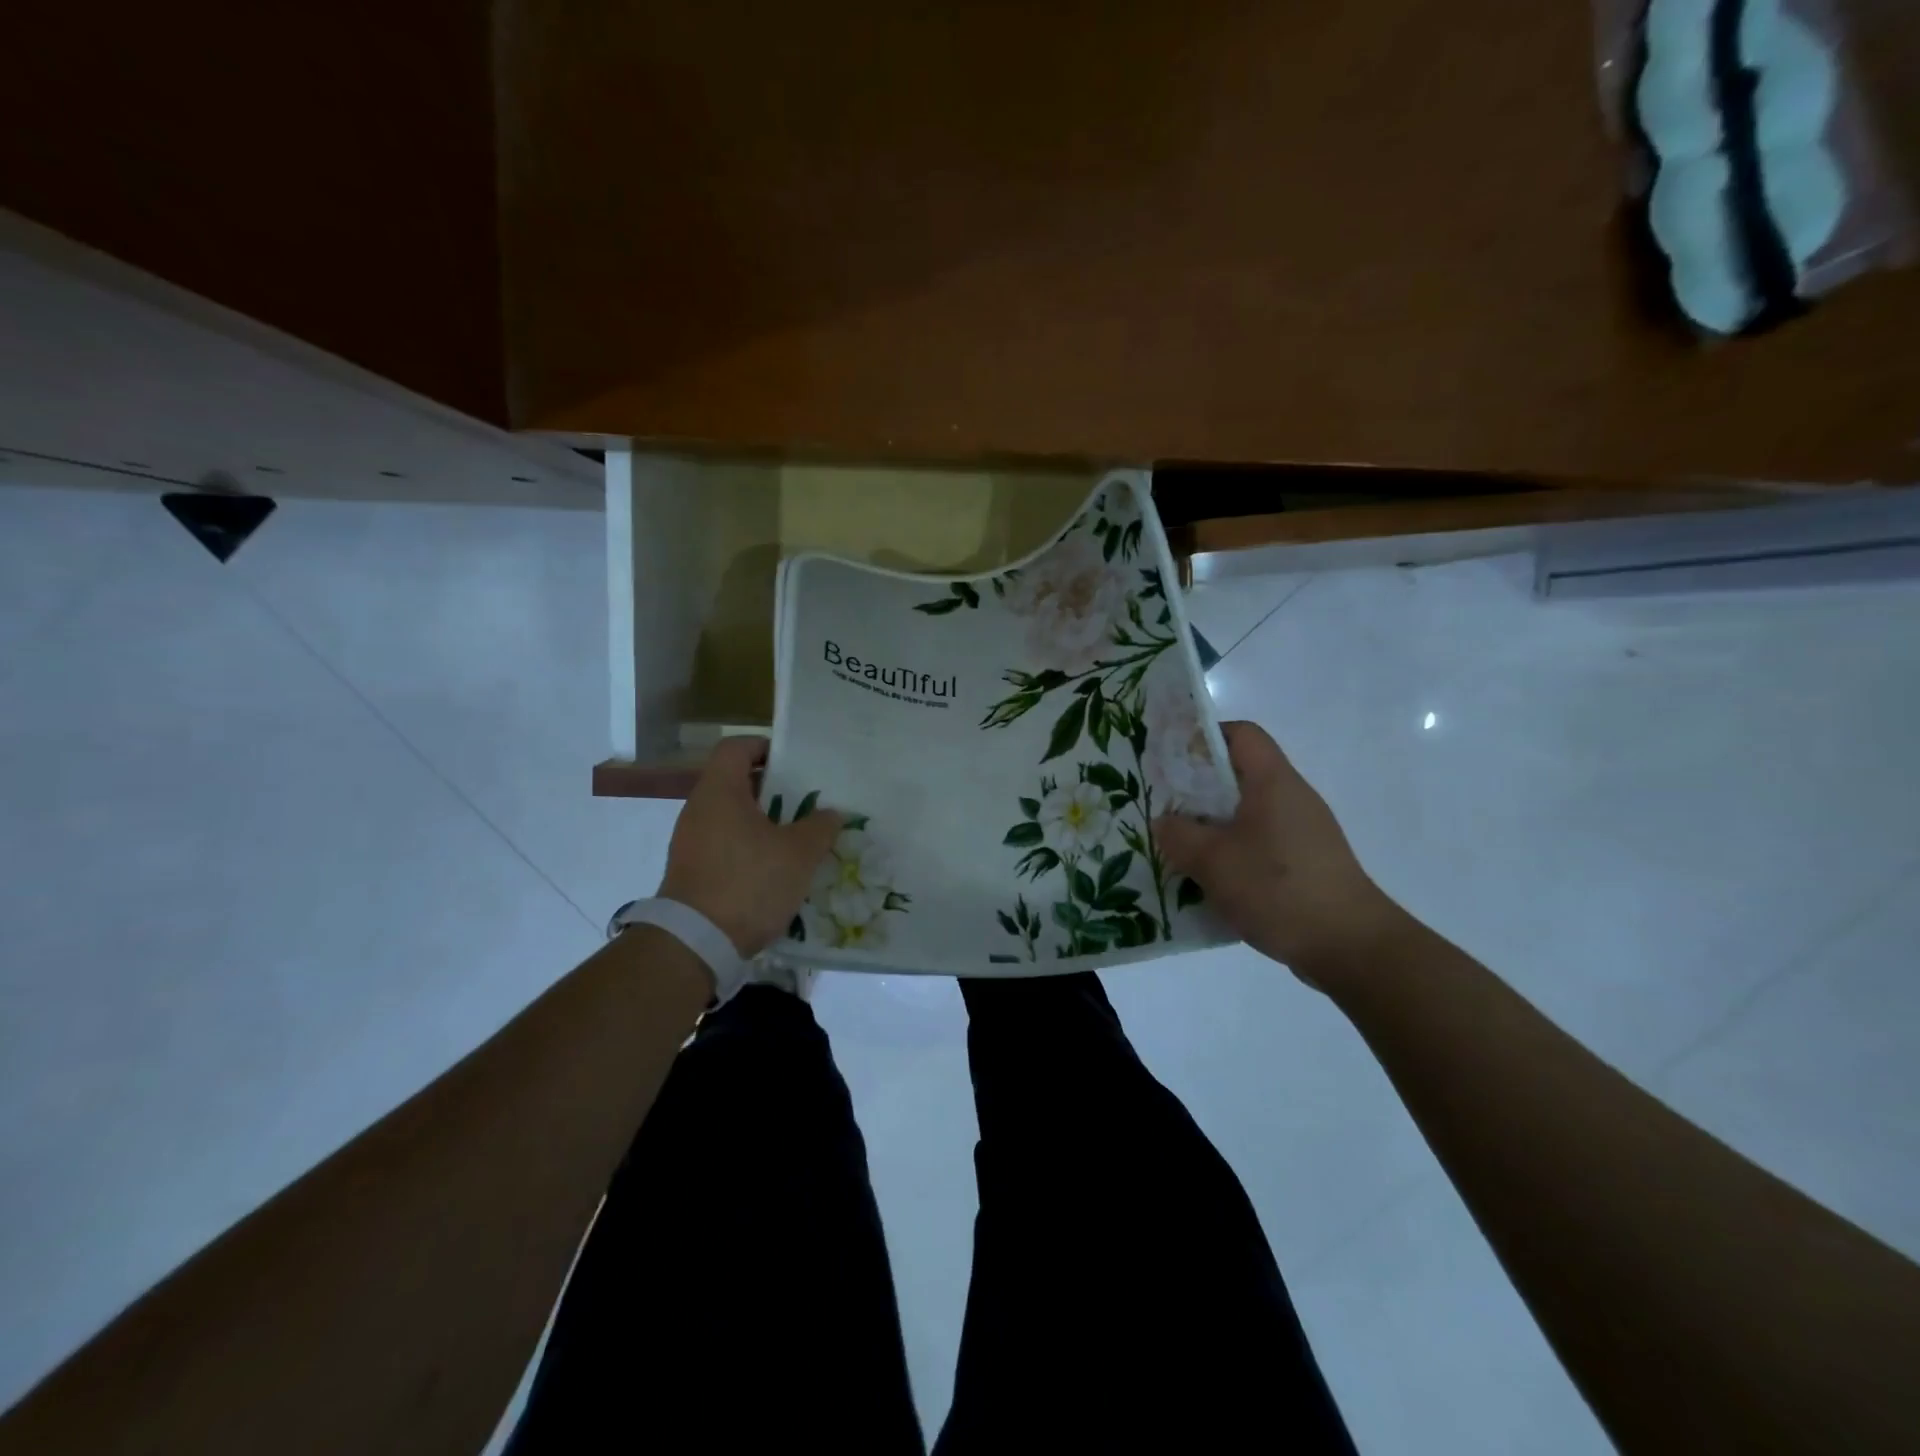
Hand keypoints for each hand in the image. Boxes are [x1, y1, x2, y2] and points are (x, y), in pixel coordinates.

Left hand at [658, 737, 843, 957]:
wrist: (695, 943)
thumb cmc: (749, 882)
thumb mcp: (799, 853)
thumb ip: (820, 827)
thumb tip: (830, 814)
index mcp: (720, 791)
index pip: (736, 747)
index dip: (765, 746)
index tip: (794, 763)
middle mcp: (699, 809)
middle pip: (736, 782)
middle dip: (774, 790)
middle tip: (807, 803)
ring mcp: (691, 842)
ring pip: (732, 817)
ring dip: (764, 823)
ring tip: (797, 839)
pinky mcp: (691, 871)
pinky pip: (725, 845)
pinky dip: (750, 849)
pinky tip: (775, 871)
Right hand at [1155, 721, 1403, 984]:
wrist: (1351, 946)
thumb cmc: (1278, 888)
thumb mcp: (1212, 860)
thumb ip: (1178, 835)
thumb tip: (1164, 822)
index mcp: (1273, 782)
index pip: (1241, 734)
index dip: (1204, 737)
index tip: (1172, 761)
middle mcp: (1292, 797)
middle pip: (1241, 774)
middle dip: (1199, 788)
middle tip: (1164, 807)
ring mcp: (1304, 832)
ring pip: (1248, 813)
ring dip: (1213, 825)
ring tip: (1180, 847)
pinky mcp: (1307, 863)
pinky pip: (1261, 843)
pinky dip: (1233, 852)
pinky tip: (1212, 879)